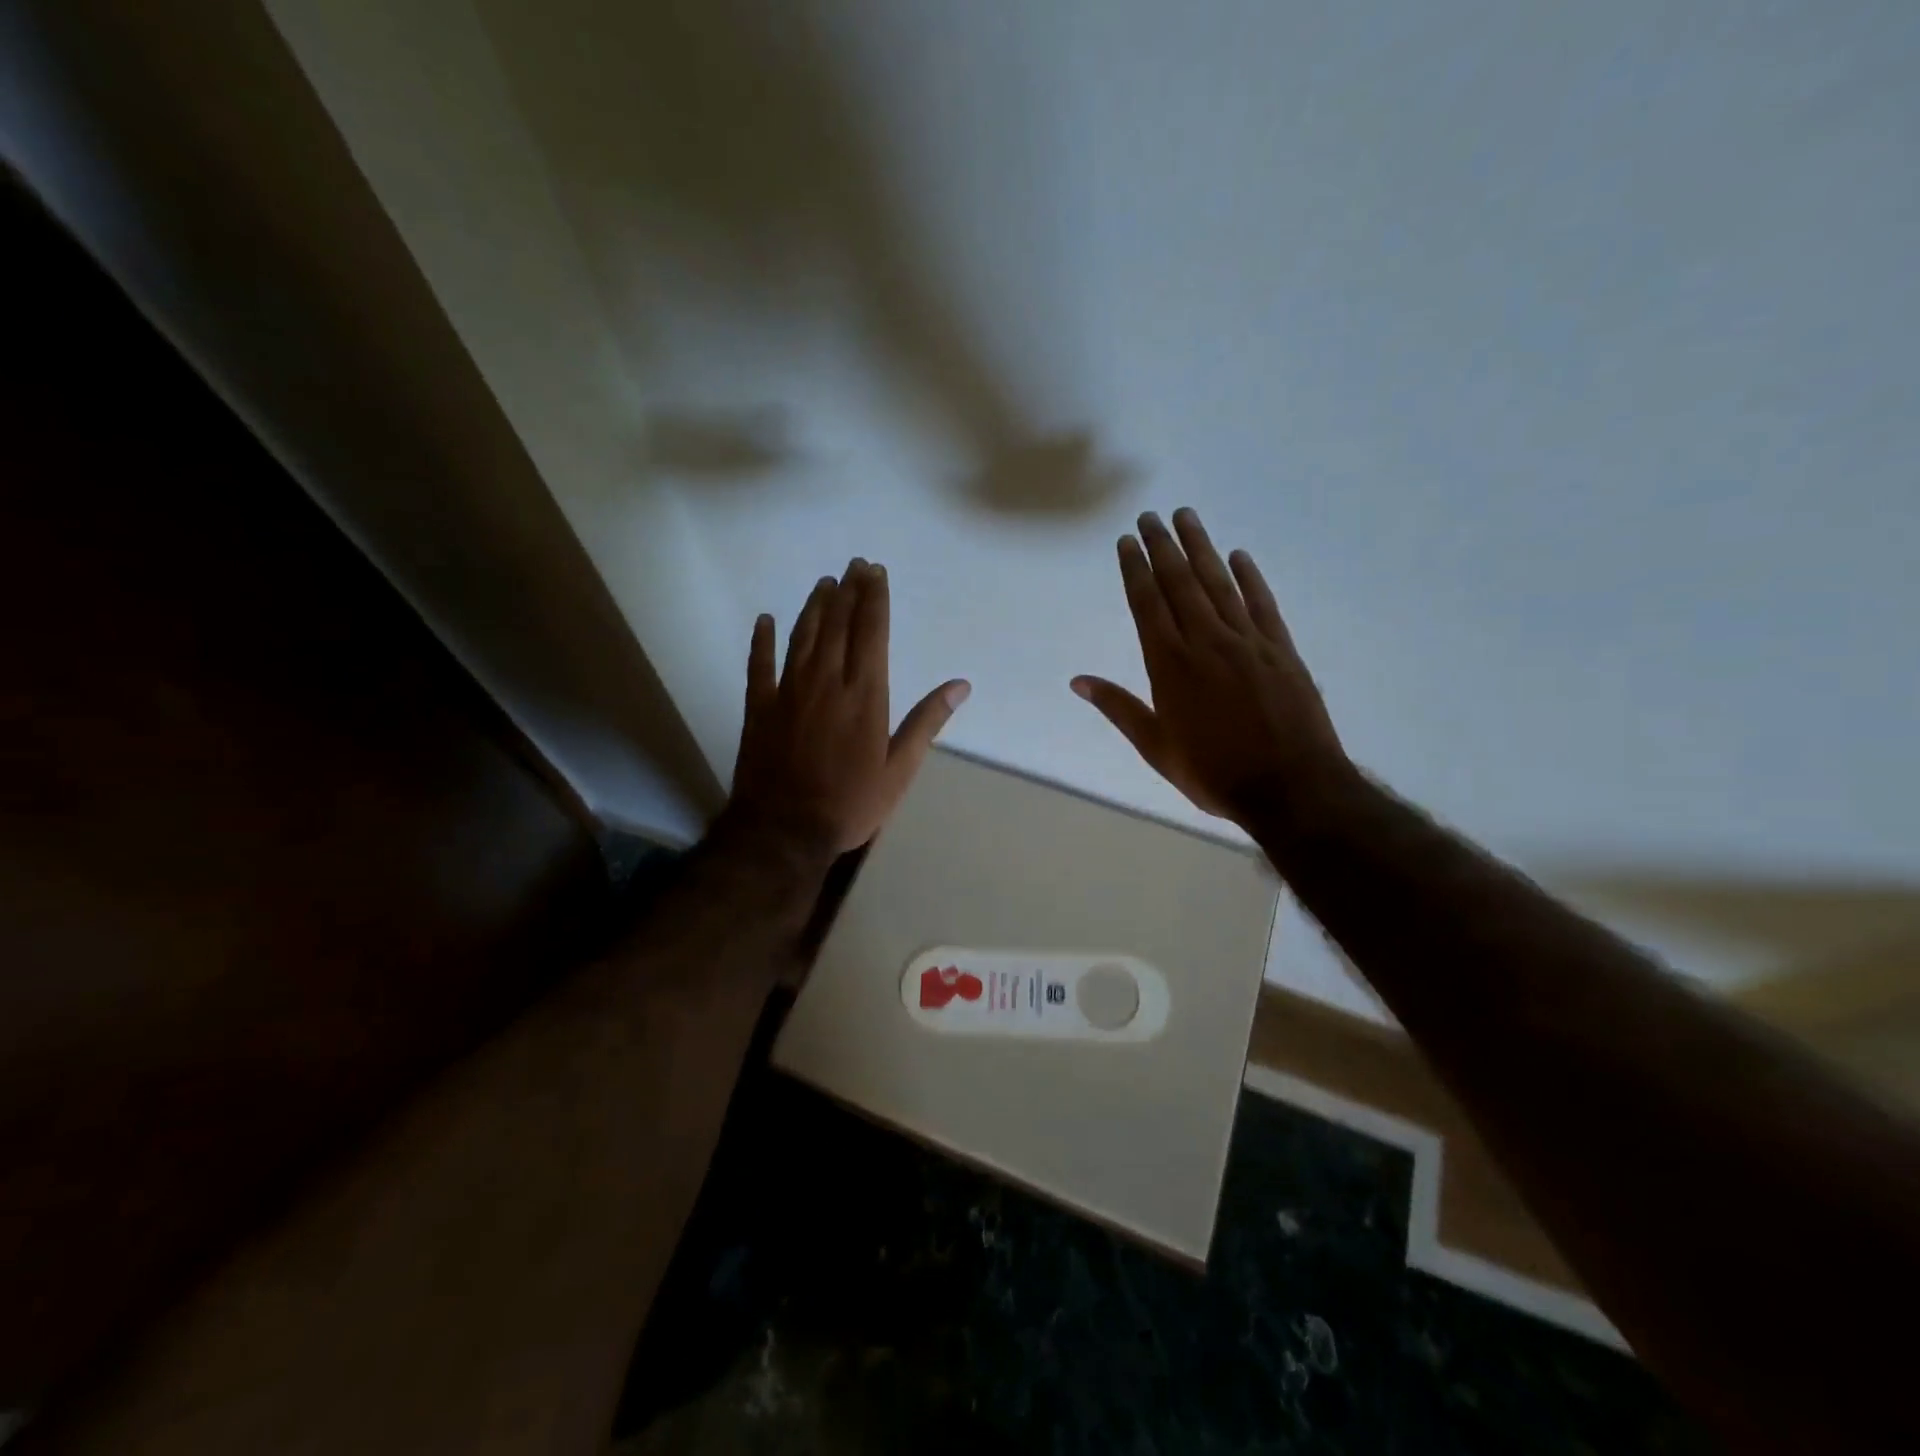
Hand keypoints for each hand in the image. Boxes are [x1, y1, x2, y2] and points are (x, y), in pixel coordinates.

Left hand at [728, 558, 969, 853]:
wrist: (785, 830)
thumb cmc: (851, 803)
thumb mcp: (900, 770)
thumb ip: (926, 723)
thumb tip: (960, 685)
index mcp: (864, 695)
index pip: (871, 633)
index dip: (874, 599)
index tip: (875, 572)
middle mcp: (827, 682)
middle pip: (839, 625)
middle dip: (849, 591)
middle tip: (854, 564)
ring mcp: (789, 691)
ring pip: (803, 636)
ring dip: (814, 606)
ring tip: (824, 583)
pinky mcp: (759, 707)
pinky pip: (759, 664)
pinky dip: (761, 640)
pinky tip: (765, 620)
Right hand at [1072, 508, 1349, 827]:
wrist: (1290, 788)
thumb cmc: (1214, 772)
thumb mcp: (1156, 747)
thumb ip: (1119, 708)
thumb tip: (1078, 681)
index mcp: (1170, 665)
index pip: (1147, 604)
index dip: (1135, 570)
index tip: (1127, 542)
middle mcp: (1206, 642)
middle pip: (1181, 583)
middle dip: (1163, 547)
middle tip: (1151, 517)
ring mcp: (1247, 642)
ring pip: (1219, 584)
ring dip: (1201, 549)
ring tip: (1187, 518)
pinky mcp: (1281, 649)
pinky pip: (1261, 604)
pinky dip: (1250, 577)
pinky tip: (1239, 556)